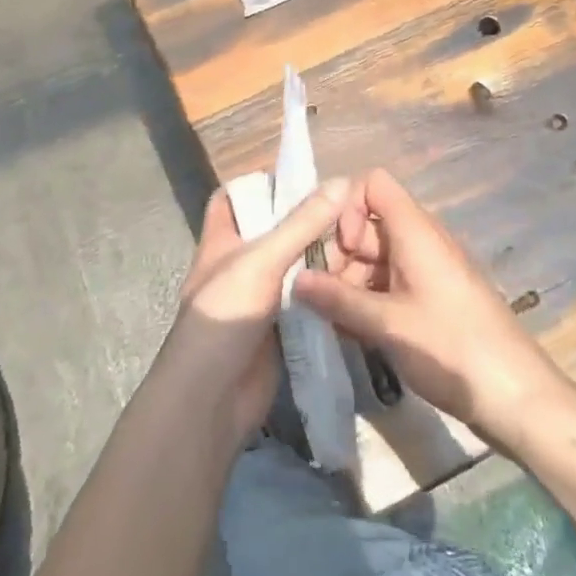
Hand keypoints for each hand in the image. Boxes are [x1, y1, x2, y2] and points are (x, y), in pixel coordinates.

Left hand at [162, 177, 352, 450]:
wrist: (212, 400)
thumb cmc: (225, 316)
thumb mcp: (261, 260)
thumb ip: (302, 223)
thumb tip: (340, 180)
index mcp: (223, 239)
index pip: (234, 197)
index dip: (260, 183)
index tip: (302, 176)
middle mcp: (242, 263)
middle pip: (275, 230)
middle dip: (308, 220)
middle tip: (350, 208)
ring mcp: (262, 297)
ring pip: (297, 265)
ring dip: (324, 255)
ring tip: (364, 239)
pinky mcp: (283, 327)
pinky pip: (308, 298)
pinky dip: (327, 288)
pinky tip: (359, 279)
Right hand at [293, 169, 572, 447]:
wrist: (518, 396)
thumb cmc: (452, 349)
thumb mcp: (388, 325)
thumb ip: (338, 299)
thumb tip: (296, 279)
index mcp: (415, 230)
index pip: (372, 183)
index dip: (346, 208)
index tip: (338, 250)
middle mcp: (423, 240)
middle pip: (370, 222)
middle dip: (341, 253)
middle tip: (323, 295)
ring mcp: (431, 270)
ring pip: (379, 256)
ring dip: (353, 281)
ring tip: (336, 321)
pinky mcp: (436, 298)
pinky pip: (394, 281)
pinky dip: (372, 298)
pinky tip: (357, 333)